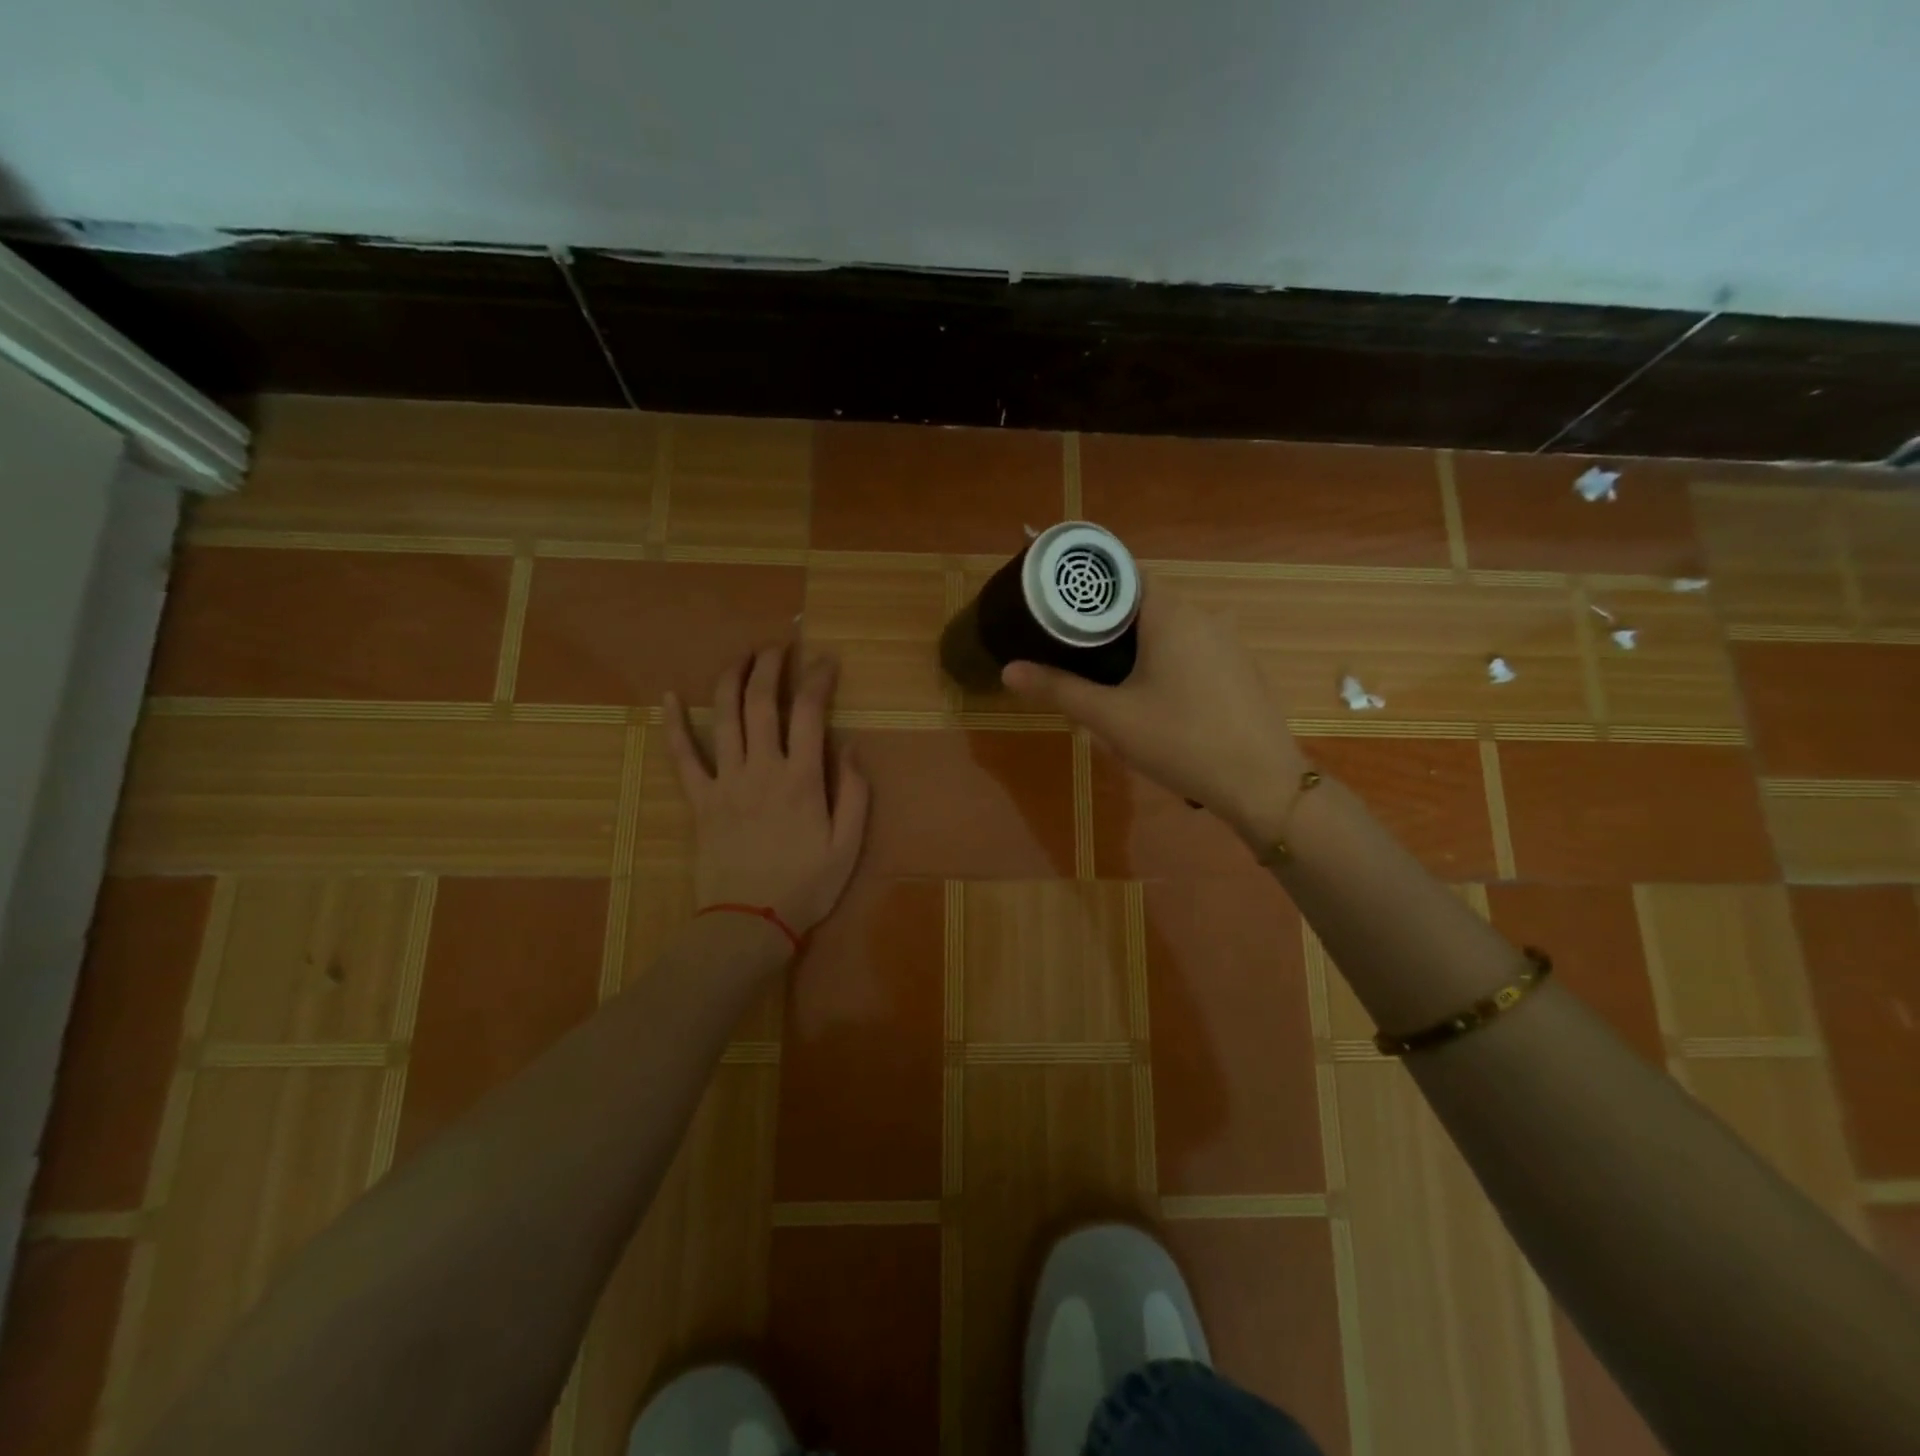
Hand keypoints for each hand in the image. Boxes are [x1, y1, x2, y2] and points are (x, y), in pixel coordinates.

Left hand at [664, 645, 869, 941]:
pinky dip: (674, 725)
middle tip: (779, 648)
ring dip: (731, 680)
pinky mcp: (699, 800)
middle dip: (771, 666)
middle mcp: (762, 769)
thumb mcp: (848, 845)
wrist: (750, 922)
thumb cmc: (807, 885)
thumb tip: (853, 747)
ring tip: (741, 657)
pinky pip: (682, 756)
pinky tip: (669, 697)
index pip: (809, 712)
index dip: (817, 679)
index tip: (825, 661)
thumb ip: (855, 793)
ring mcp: (725, 782)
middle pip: (761, 703)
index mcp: (802, 779)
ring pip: (723, 718)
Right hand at [1000, 589, 1304, 844]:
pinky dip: (1165, 660)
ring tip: (1104, 677)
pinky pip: (1192, 650)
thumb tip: (1008, 670)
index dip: (1088, 586)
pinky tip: (1153, 698)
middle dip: (1106, 622)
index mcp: (1171, 613)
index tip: (1057, 603)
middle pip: (1143, 602)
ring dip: (1136, 645)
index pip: (1123, 575)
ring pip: (1168, 628)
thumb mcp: (1111, 718)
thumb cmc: (1180, 741)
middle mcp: (1203, 615)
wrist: (1261, 783)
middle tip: (1070, 647)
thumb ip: (1058, 689)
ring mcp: (1227, 642)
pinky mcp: (1239, 668)